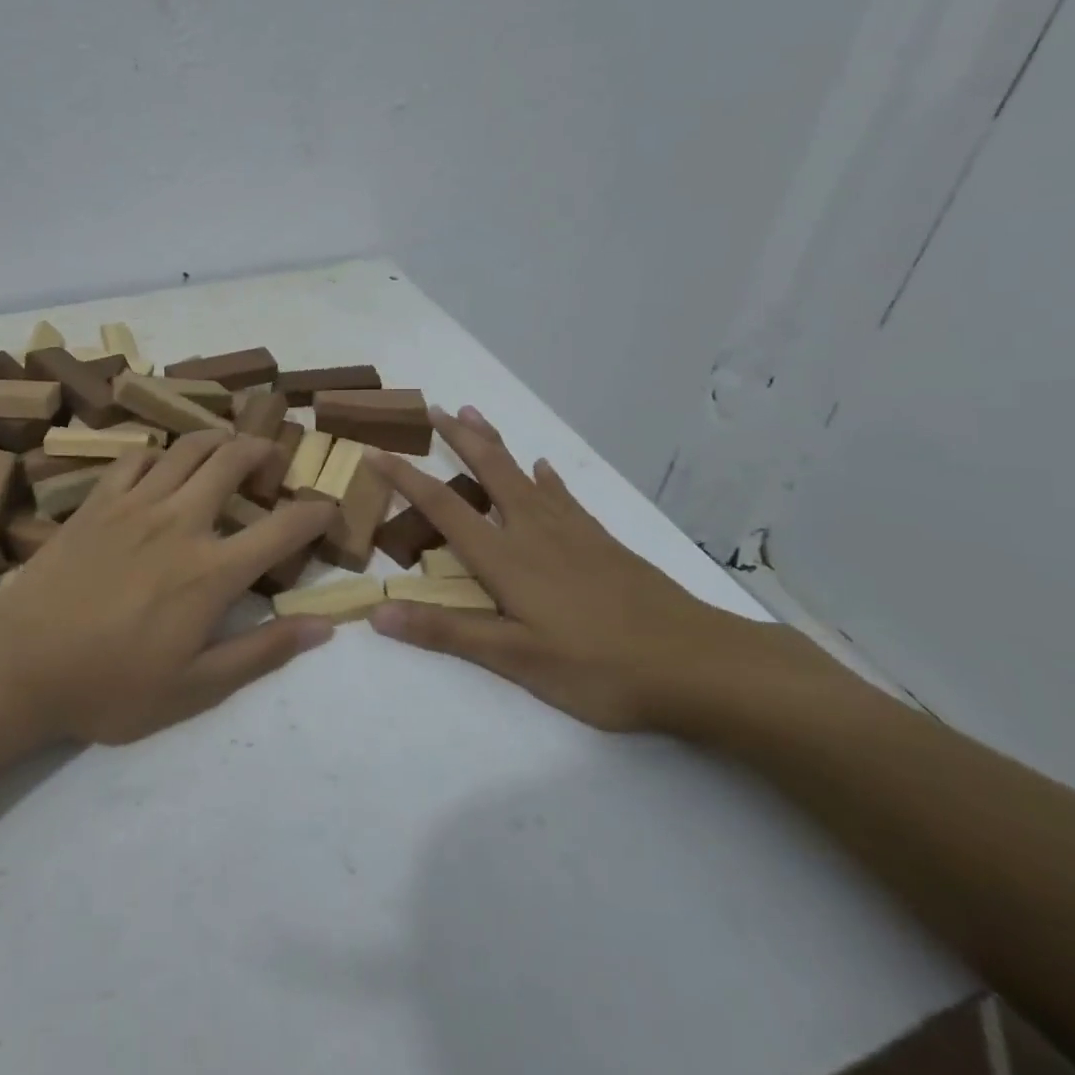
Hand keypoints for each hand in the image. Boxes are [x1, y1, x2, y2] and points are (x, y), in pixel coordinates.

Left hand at [0, 432, 338, 744]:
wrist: (18, 665)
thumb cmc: (109, 686)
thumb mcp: (194, 689)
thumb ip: (261, 652)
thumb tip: (322, 626)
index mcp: (211, 571)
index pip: (283, 528)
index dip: (316, 512)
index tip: (328, 508)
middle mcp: (180, 522)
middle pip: (233, 461)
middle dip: (263, 450)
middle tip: (273, 457)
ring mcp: (134, 505)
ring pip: (188, 448)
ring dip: (218, 439)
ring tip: (229, 446)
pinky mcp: (96, 502)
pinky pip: (136, 458)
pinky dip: (159, 453)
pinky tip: (162, 465)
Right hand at [367, 407, 839, 733]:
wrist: (698, 664)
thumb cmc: (599, 667)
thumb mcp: (516, 660)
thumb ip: (447, 632)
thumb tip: (376, 613)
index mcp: (507, 558)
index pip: (444, 507)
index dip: (406, 478)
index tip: (376, 451)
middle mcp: (534, 532)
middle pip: (490, 471)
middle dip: (457, 438)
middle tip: (432, 407)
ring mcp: (574, 532)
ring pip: (524, 474)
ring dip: (495, 443)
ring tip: (474, 415)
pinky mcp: (603, 542)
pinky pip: (564, 496)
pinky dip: (546, 477)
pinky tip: (544, 467)